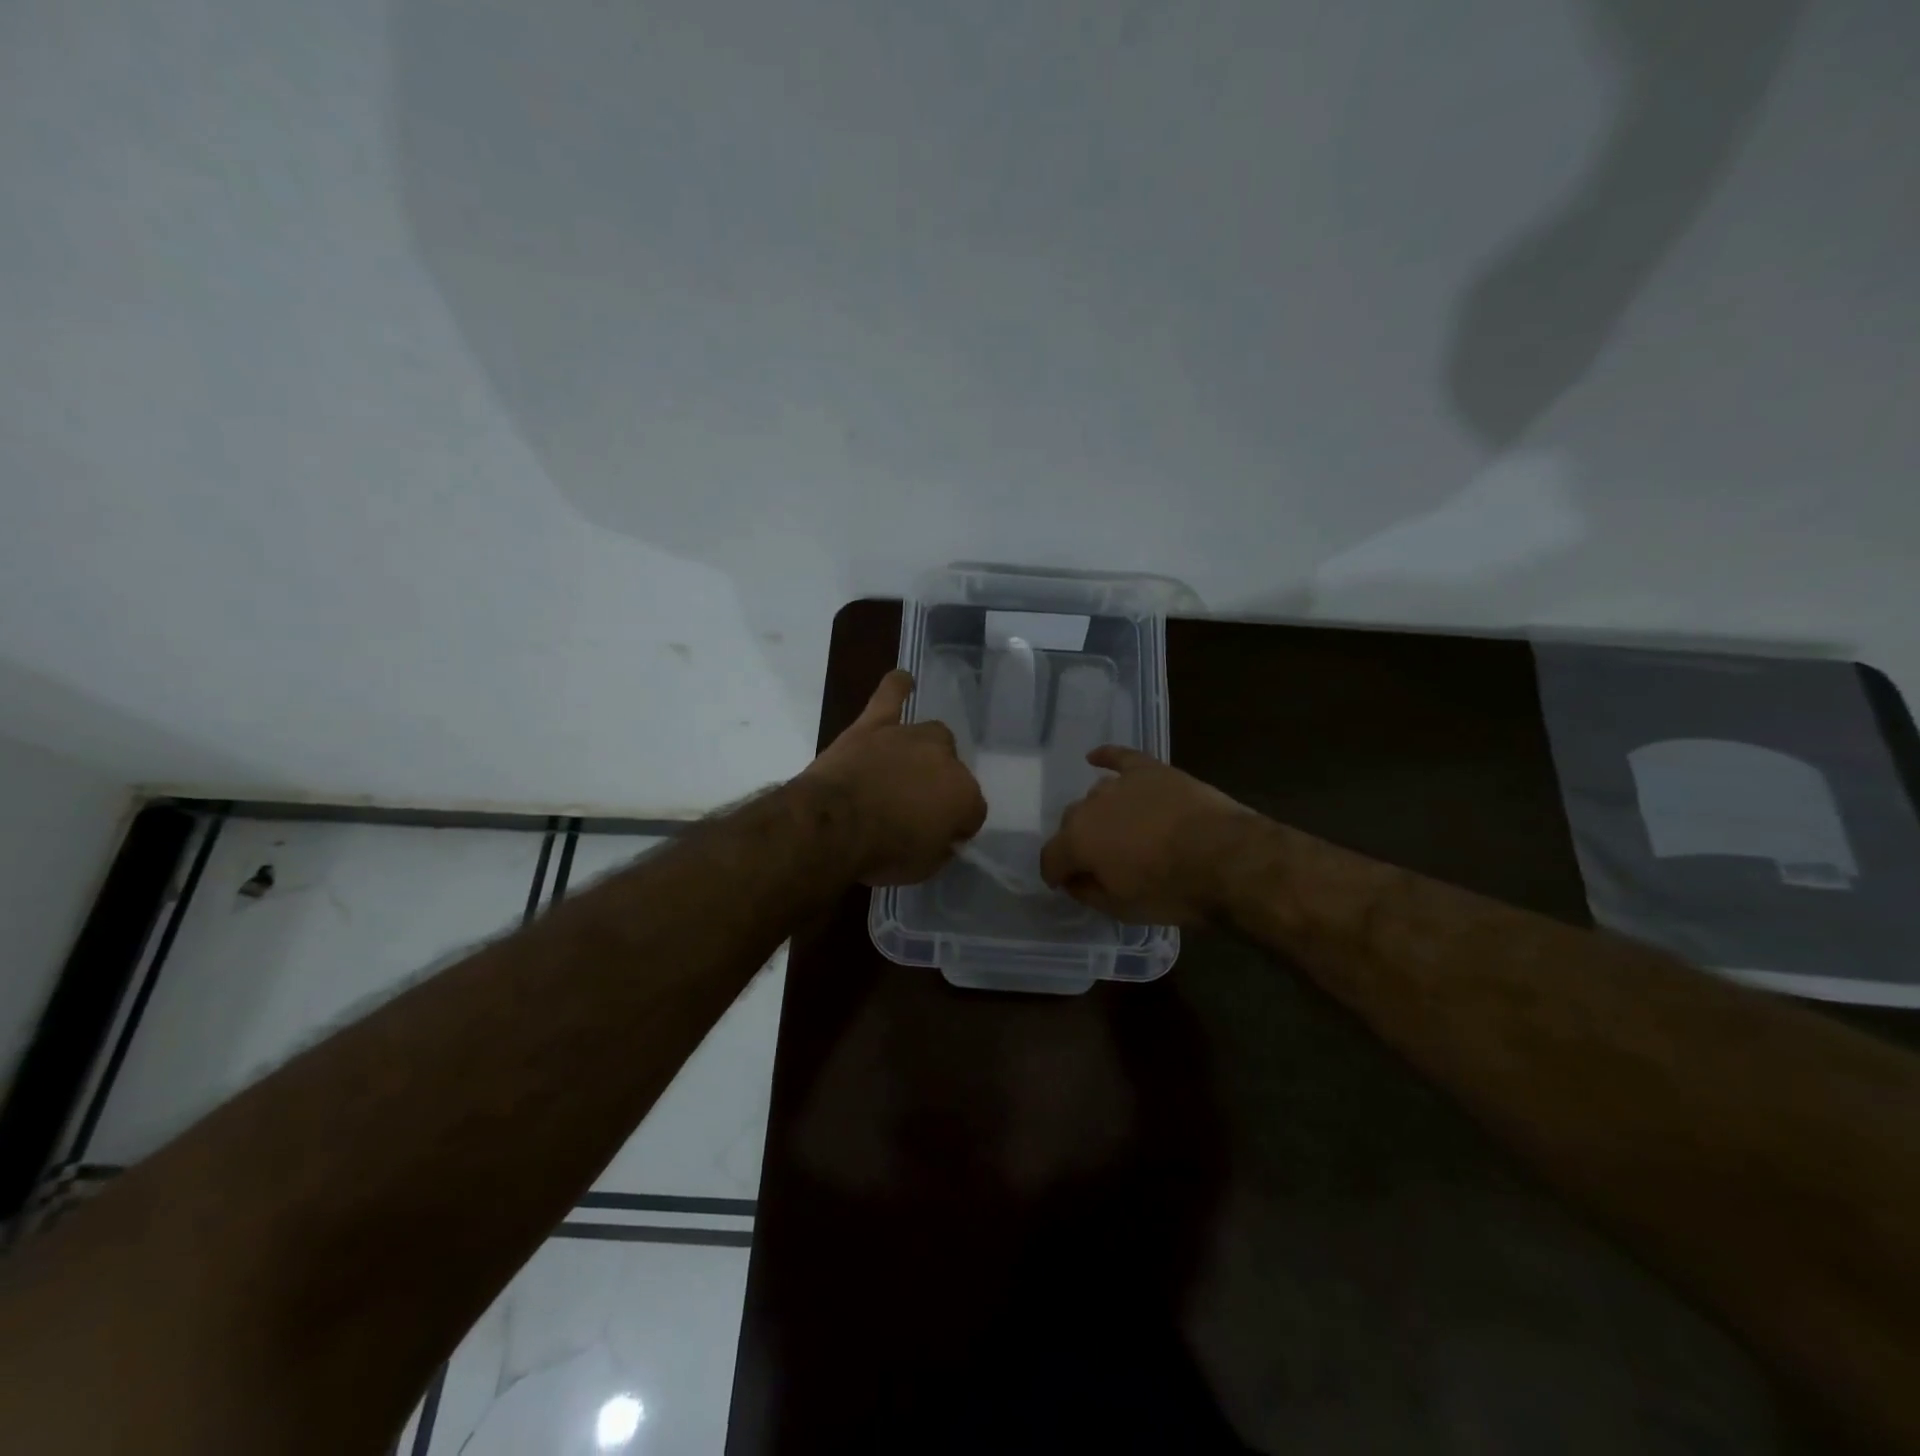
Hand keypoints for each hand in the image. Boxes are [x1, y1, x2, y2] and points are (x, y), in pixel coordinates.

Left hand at [801, 669, 987, 885]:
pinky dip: (897, 688)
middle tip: (916, 807)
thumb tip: (942, 838)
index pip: (973, 811)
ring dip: (923, 752)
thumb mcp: (923, 867)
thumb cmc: (883, 853)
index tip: (941, 839)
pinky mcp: (874, 725)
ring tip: (910, 765)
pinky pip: (890, 696)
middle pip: (954, 769)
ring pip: (930, 735)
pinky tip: (903, 680)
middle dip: (941, 787)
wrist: (835, 824)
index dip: (957, 826)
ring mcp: (909, 736)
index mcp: (965, 796)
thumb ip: (939, 847)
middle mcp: (945, 759)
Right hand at [1040, 746, 1254, 924]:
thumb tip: (1073, 881)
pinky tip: (1095, 758)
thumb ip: (1088, 892)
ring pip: (1096, 795)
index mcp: (1077, 841)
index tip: (1064, 884)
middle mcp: (1090, 806)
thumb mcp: (1122, 909)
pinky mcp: (1150, 770)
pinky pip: (1120, 757)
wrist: (1226, 858)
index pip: (1051, 857)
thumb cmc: (1171, 891)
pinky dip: (1106, 757)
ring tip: (1117, 829)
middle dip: (1078, 842)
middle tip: (1099, 861)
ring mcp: (1121, 784)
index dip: (1055, 874)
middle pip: (1071, 822)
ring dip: (1099, 813)